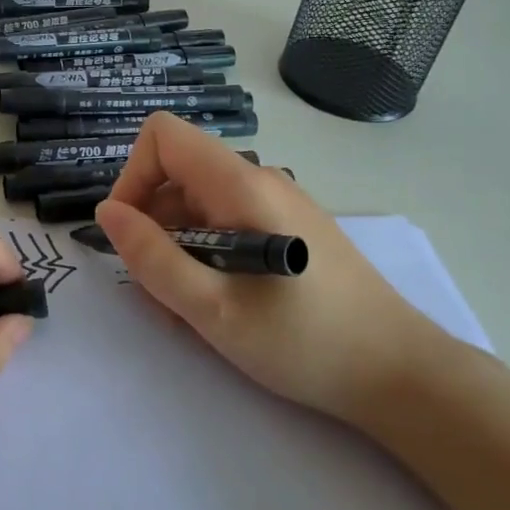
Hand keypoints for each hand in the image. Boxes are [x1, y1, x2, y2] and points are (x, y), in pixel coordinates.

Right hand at [94, 114, 443, 419]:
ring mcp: (278, 204)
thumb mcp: (212, 309)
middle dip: (153, 226)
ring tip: (192, 309)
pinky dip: (207, 256)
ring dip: (178, 249)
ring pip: (199, 204)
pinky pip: (228, 223)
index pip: (163, 136)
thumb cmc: (304, 342)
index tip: (131, 234)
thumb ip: (152, 258)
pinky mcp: (290, 229)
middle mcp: (259, 180)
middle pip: (177, 174)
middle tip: (161, 292)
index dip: (133, 176)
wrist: (401, 374)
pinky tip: (222, 304)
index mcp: (240, 185)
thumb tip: (108, 212)